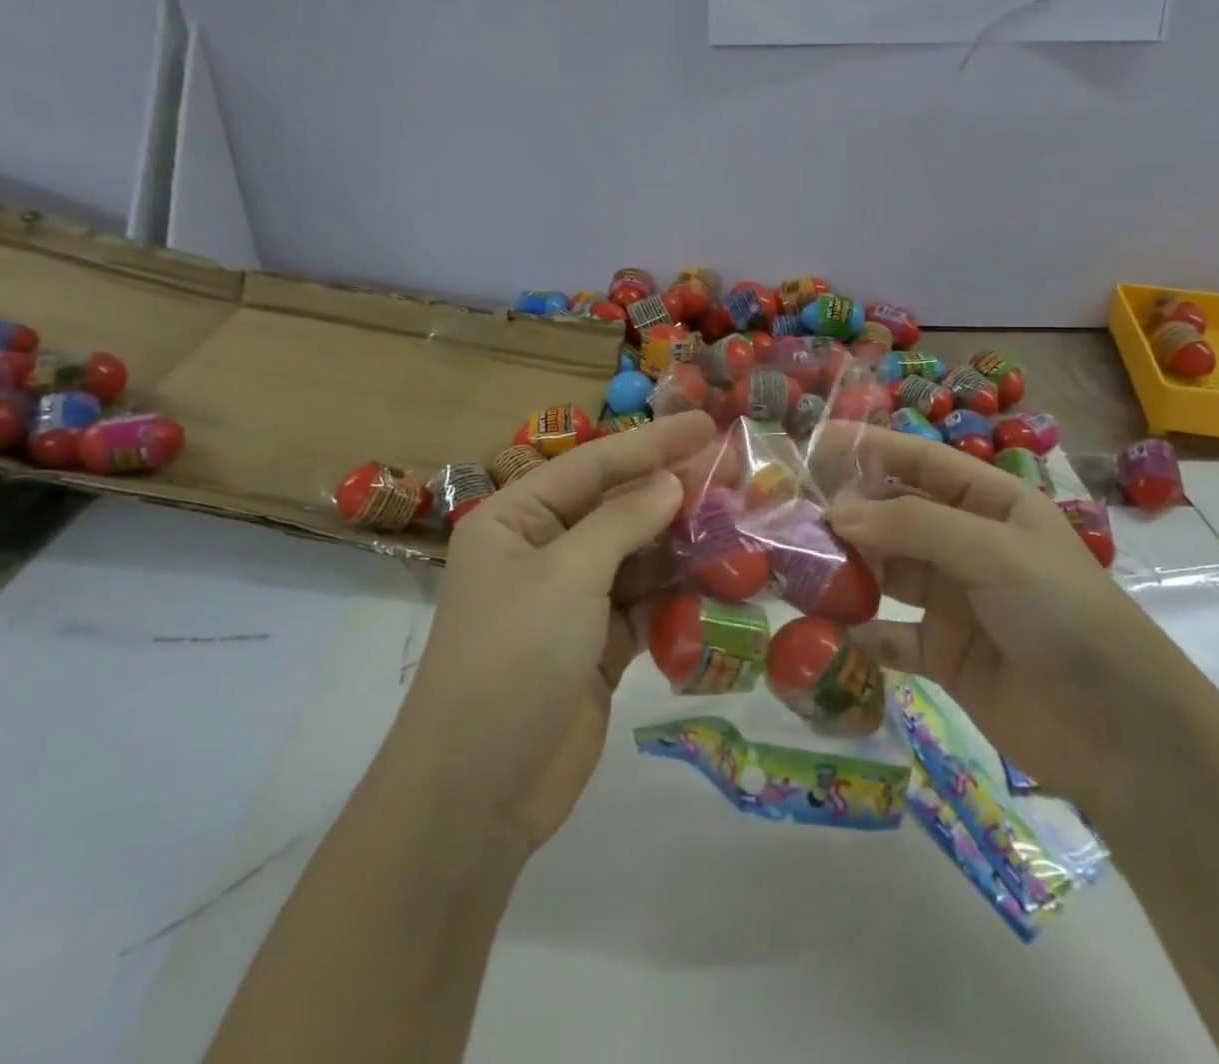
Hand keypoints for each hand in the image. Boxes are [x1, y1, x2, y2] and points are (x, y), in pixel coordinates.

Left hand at [392, 411, 715, 856]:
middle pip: (618, 508)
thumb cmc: (514, 657)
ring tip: (739, 522)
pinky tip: (722, 580)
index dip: (651, 443)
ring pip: (637, 555)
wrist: (478, 793)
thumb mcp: (568, 575)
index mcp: (515, 520)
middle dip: (673, 492)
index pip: (592, 466)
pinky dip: (678, 592)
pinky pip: (645, 603)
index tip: (707, 425)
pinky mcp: (597, 645)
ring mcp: (570, 600)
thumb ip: (624, 521)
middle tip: (735, 472)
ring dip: (683, 542)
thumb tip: (672, 482)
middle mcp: (541, 551)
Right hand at [822, 426, 1182, 814]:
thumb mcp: (993, 552)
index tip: (813, 445)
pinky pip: (890, 634)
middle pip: (895, 516)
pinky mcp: (943, 654)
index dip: (870, 449)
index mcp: (991, 504)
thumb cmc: (1063, 614)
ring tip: (796, 568)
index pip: (921, 462)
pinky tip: (827, 631)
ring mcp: (954, 600)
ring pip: (886, 571)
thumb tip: (836, 510)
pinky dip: (860, 632)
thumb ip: (912, 526)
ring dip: (847, 569)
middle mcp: (968, 544)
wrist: (1121, 735)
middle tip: (790, 516)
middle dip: (848, 513)